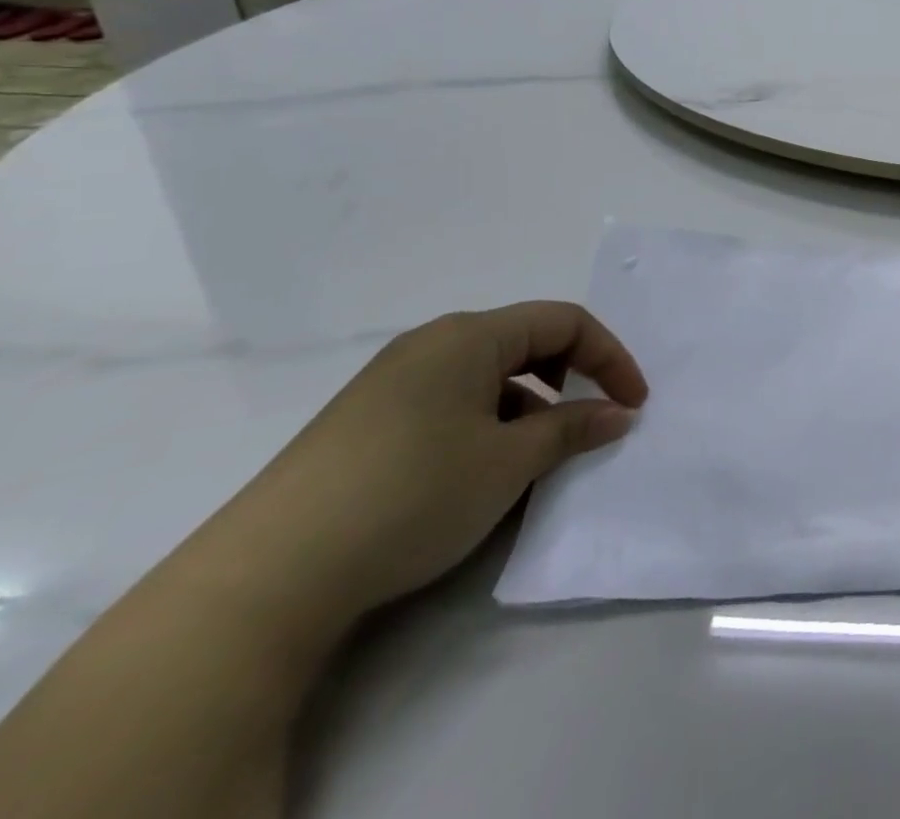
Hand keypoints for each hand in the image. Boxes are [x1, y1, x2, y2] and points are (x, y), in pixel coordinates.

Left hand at [199, 303, 647, 632]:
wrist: (265, 578)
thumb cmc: (412, 494)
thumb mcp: (509, 462)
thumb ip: (573, 428)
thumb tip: (619, 414)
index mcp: (469, 336)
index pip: (564, 321)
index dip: (609, 357)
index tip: (633, 403)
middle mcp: (431, 344)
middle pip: (526, 341)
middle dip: (570, 377)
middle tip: (591, 421)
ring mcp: (392, 382)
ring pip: (488, 376)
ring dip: (529, 406)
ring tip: (535, 458)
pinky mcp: (366, 422)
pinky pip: (451, 402)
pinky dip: (487, 424)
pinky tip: (479, 474)